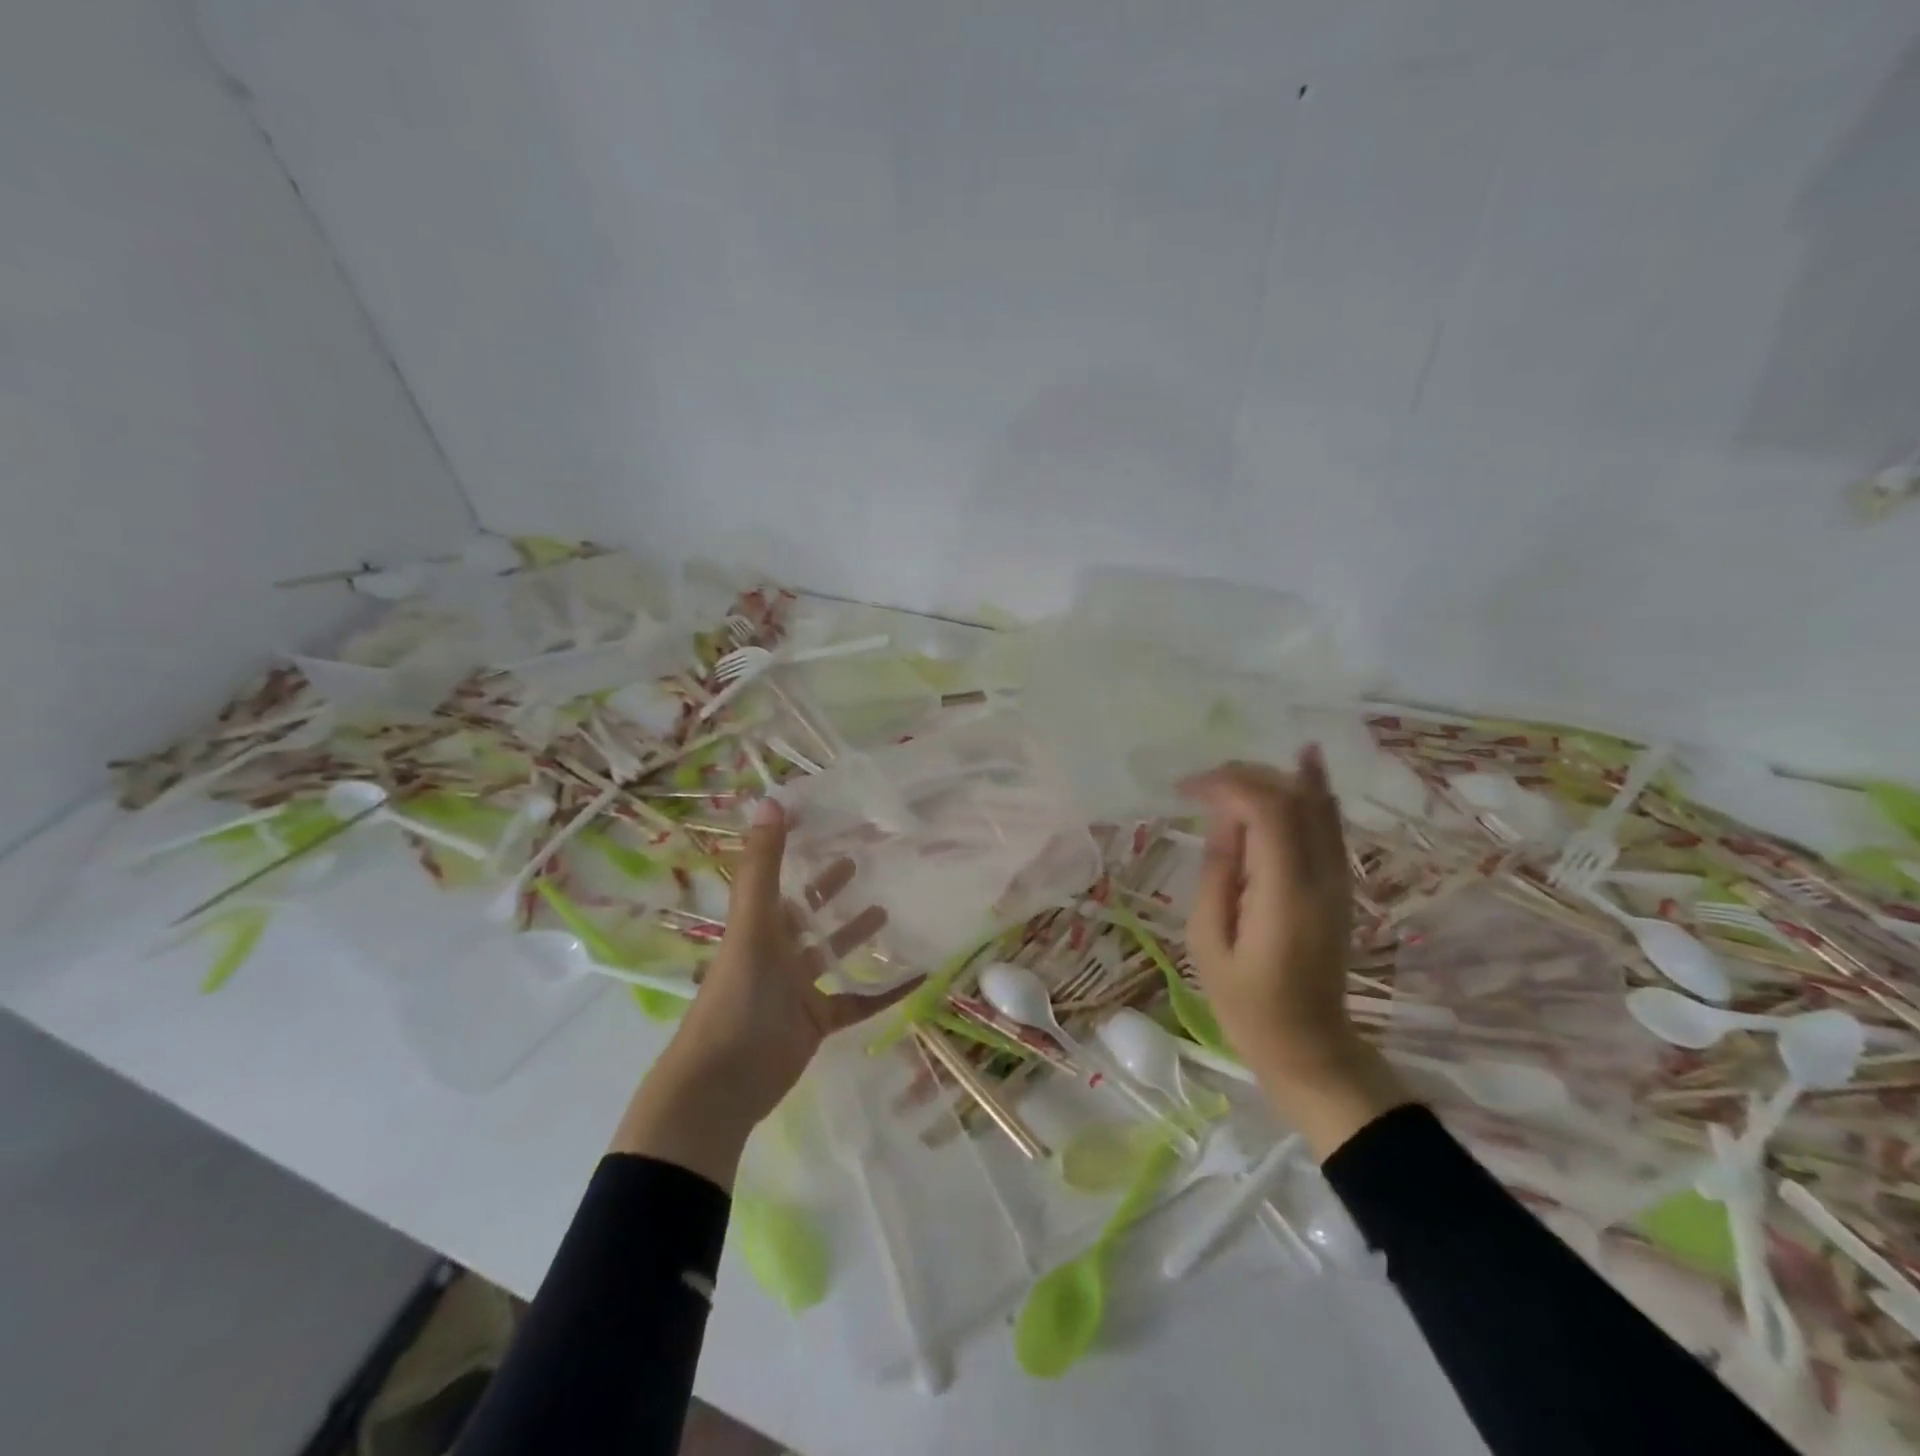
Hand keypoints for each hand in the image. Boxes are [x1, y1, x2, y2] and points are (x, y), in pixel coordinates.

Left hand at [611, 798, 912, 1186]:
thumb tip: (771, 800)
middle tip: (865, 859)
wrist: (723, 1083)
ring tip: (889, 911)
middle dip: (832, 889)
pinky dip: (885, 990)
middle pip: (809, 913)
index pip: (780, 877)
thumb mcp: (752, 924)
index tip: (826, 822)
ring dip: (857, 934)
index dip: (796, 849)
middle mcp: (778, 952)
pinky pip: (858, 1000)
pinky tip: (916, 976)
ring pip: (833, 954)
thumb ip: (762, 866)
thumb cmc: (738, 995)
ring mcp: (798, 989)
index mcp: (760, 926)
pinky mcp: (818, 1022)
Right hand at [1181, 750, 1410, 1158]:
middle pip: (1293, 798)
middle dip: (1244, 776)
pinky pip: (1330, 823)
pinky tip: (1304, 759)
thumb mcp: (1208, 940)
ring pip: (1316, 804)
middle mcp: (1321, 876)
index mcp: (1284, 893)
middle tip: (1200, 784)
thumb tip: (1222, 818)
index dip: (1227, 785)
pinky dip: (1315, 788)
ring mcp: (1338, 879)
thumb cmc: (1244, 1001)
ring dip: (1273, 778)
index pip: (1267, 811)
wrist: (1307, 1043)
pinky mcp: (1340, 884)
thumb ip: (1217, 872)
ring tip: (1230, 775)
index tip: (1186, 789)